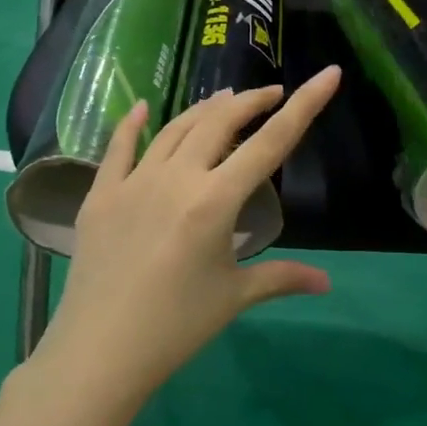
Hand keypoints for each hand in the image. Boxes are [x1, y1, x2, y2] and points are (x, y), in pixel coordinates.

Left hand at [40, 66, 342, 405]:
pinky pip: (118, 148)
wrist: (99, 351)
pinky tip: (143, 108)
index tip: (327, 74)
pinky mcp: (101, 195)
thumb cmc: (176, 327)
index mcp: (216, 200)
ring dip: (204, 109)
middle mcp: (176, 178)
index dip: (304, 105)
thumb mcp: (234, 297)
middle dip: (251, 102)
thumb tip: (326, 282)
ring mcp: (134, 182)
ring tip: (225, 100)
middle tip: (271, 94)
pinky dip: (133, 124)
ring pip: (175, 129)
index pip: (271, 143)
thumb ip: (282, 278)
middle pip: (220, 122)